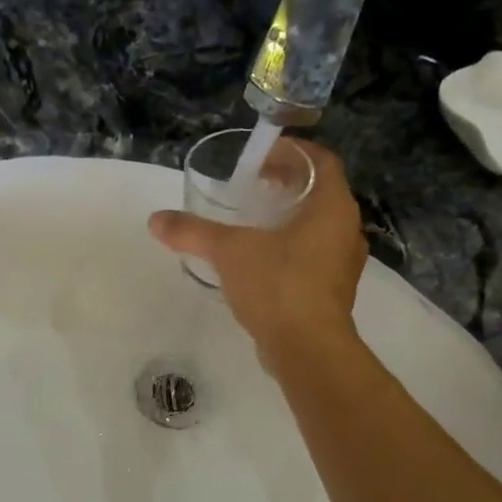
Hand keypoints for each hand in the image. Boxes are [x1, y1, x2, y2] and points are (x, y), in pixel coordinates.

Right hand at [148, 138, 366, 364]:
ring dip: (290, 217)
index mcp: (333, 206)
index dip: (292, 151)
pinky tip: (262, 260)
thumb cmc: (278, 286)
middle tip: (253, 185)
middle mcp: (346, 229)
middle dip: (287, 184)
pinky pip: (315, 255)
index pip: (321, 160)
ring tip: (254, 221)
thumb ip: (193, 232)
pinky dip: (292, 247)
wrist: (307, 349)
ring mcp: (343, 263)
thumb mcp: (229, 252)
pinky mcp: (334, 291)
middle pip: (320, 192)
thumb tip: (155, 220)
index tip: (261, 156)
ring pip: (319, 226)